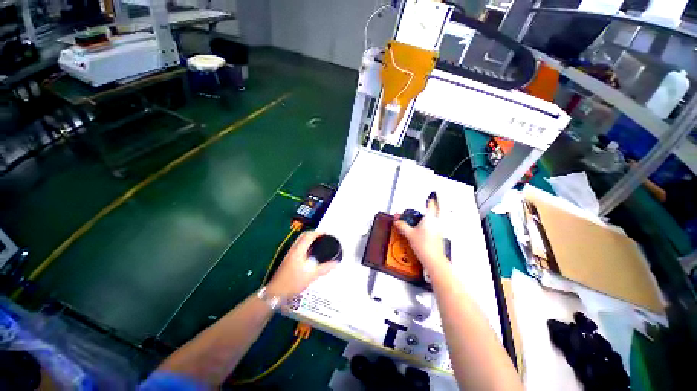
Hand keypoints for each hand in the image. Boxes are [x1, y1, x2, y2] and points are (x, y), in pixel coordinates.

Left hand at [266, 231, 337, 298]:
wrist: (276, 293)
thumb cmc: (292, 283)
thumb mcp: (311, 276)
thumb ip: (324, 268)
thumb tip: (335, 263)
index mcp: (298, 251)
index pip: (308, 236)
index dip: (318, 233)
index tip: (326, 234)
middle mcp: (293, 250)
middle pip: (303, 236)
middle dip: (313, 234)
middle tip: (322, 237)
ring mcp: (289, 254)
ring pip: (300, 241)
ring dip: (309, 239)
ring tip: (318, 244)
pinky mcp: (288, 259)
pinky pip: (298, 247)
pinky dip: (305, 245)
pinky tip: (311, 254)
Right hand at [394, 193, 447, 270]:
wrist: (433, 259)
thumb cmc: (423, 246)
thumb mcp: (409, 234)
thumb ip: (402, 225)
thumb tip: (398, 222)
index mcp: (430, 218)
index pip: (431, 205)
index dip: (430, 199)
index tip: (430, 195)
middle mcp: (436, 222)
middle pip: (437, 210)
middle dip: (433, 206)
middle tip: (430, 203)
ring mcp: (439, 230)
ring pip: (436, 219)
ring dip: (431, 216)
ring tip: (423, 217)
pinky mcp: (439, 236)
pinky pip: (435, 226)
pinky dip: (430, 224)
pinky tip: (424, 228)